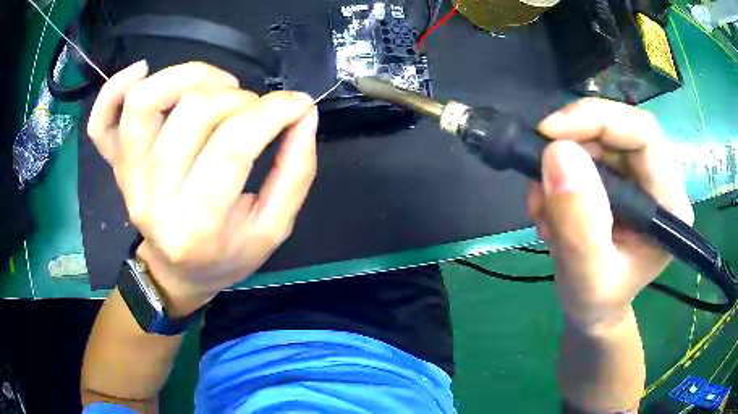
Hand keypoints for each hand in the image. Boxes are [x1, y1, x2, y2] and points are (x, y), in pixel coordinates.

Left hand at [87, 61, 317, 315]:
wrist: (174, 273)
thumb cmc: (224, 257)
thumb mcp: (273, 229)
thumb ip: (295, 172)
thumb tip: (304, 114)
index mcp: (196, 226)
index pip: (231, 147)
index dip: (272, 112)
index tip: (297, 105)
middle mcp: (153, 198)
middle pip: (192, 114)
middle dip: (239, 99)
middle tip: (255, 111)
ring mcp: (127, 178)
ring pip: (144, 102)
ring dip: (190, 76)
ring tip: (218, 85)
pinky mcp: (115, 165)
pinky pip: (101, 121)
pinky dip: (115, 87)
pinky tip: (141, 70)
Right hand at [529, 98, 693, 331]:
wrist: (592, 309)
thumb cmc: (597, 303)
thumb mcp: (587, 276)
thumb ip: (579, 223)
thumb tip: (558, 153)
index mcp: (669, 205)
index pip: (643, 134)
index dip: (597, 121)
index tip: (549, 135)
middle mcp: (659, 181)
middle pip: (617, 130)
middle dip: (572, 145)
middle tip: (538, 178)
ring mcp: (638, 177)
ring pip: (596, 140)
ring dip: (560, 164)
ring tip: (541, 207)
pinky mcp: (619, 178)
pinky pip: (585, 153)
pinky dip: (559, 173)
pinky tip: (549, 206)